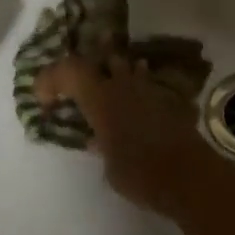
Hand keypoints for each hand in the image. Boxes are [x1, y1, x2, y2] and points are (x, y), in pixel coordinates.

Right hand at [35, 55, 226, 218]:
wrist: (188, 175)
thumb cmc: (140, 173)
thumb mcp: (110, 167)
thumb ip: (101, 146)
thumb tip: (97, 140)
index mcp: (101, 99)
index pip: (69, 70)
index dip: (52, 78)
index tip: (46, 101)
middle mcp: (123, 86)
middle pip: (100, 59)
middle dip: (85, 68)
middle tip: (76, 85)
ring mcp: (149, 89)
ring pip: (127, 66)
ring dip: (114, 72)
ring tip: (106, 84)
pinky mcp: (169, 98)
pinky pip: (148, 83)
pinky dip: (138, 86)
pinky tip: (137, 99)